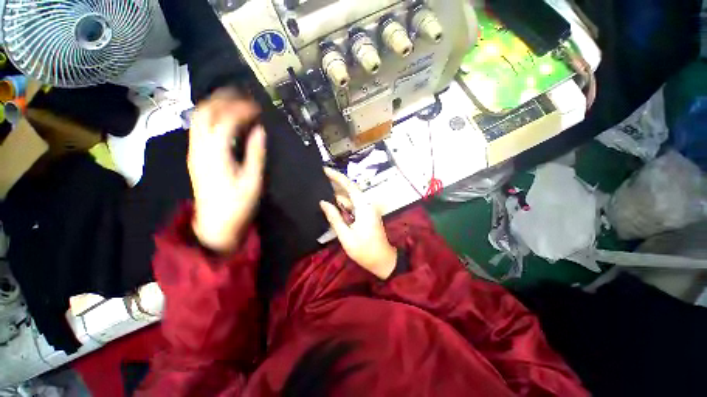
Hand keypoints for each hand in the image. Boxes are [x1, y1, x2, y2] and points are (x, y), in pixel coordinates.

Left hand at [188, 89, 265, 252]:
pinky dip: (211, 115)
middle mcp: (199, 148)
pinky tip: (224, 117)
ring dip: (215, 104)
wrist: (214, 224)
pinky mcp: (195, 156)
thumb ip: (256, 153)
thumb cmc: (238, 205)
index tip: (259, 107)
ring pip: (198, 117)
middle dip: (224, 98)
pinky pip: (199, 127)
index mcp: (216, 155)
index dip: (242, 109)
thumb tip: (260, 130)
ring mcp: (194, 151)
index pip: (225, 120)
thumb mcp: (253, 181)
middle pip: (204, 112)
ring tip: (235, 100)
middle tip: (244, 95)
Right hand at [319, 168, 396, 279]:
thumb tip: (323, 203)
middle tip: (318, 181)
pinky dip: (342, 206)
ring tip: (321, 192)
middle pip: (349, 190)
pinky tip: (331, 206)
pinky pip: (352, 207)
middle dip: (335, 185)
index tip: (325, 170)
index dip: (337, 177)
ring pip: (350, 199)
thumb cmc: (364, 250)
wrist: (382, 261)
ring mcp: (366, 210)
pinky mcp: (366, 215)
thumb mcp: (346, 235)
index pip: (349, 186)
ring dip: (337, 197)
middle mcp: (366, 205)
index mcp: (363, 207)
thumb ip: (334, 217)